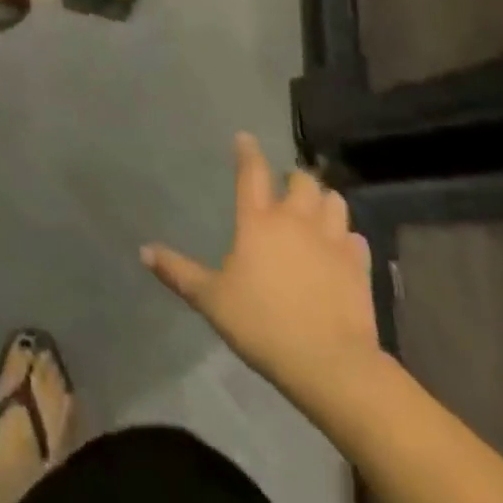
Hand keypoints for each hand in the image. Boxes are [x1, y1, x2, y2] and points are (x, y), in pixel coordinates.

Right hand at [141, 134, 380, 412]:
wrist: (331, 365)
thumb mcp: (212, 300)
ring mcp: (331, 241)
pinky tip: (342, 247)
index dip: (247, 151)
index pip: (252, 172)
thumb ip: (179, 272)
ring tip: (317, 209)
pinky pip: (356, 238)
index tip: (246, 138)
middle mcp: (295, 220)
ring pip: (334, 201)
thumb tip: (143, 250)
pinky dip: (348, 237)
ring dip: (324, 200)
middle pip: (301, 181)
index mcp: (258, 220)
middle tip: (286, 186)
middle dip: (294, 178)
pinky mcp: (358, 266)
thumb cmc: (263, 325)